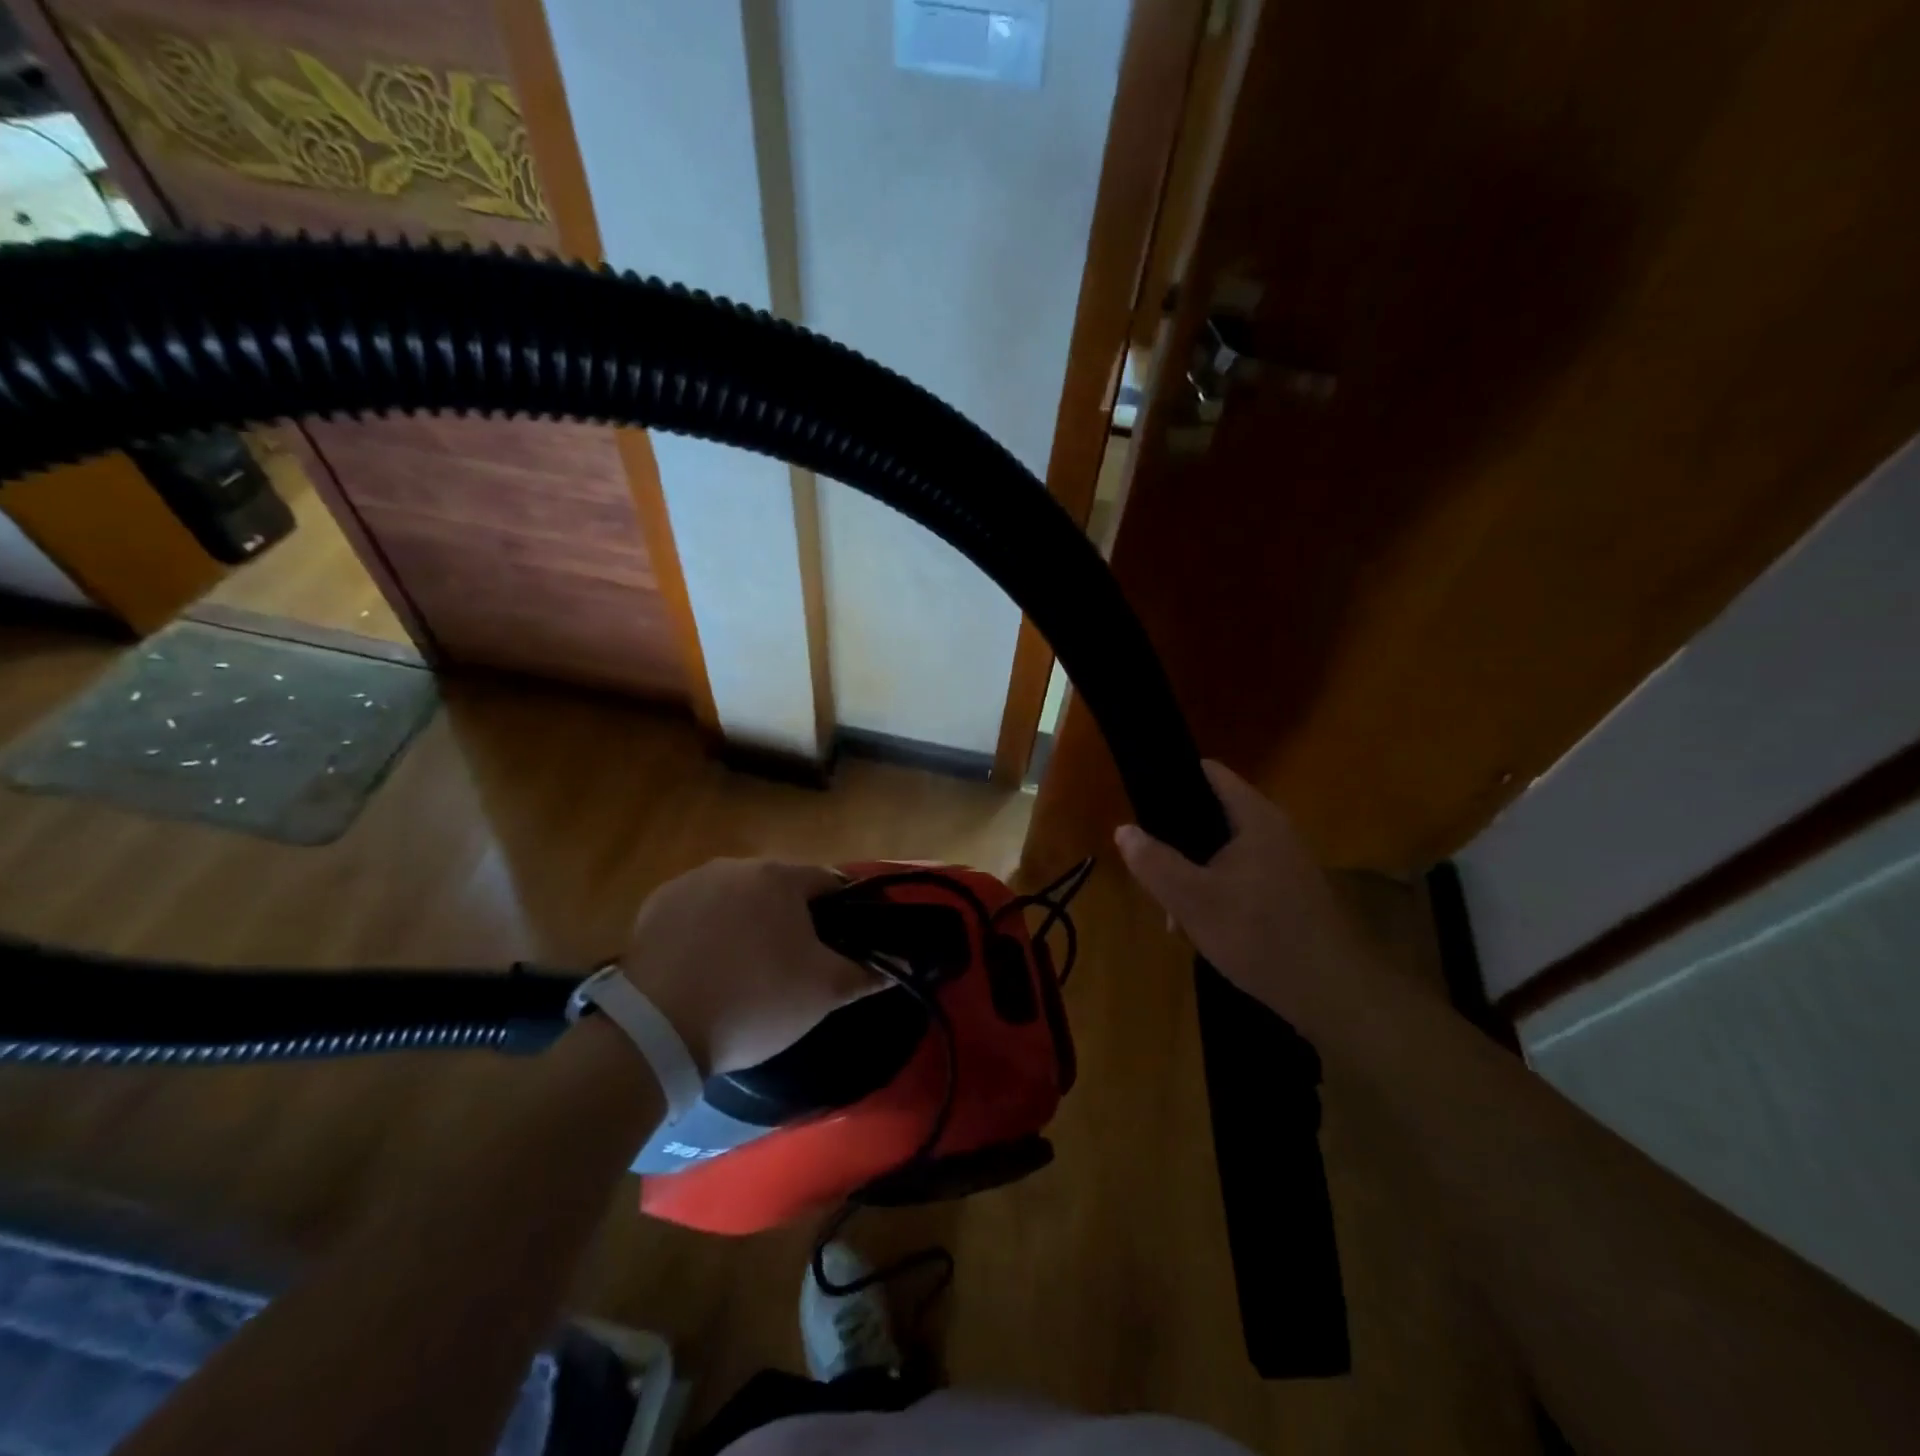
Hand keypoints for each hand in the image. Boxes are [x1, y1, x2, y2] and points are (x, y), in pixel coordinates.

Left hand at [616, 858, 878, 1075]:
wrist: (657, 1031)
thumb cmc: (754, 1001)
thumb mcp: (823, 993)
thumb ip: (868, 973)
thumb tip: (902, 965)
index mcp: (779, 876)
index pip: (829, 882)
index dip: (845, 912)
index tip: (844, 944)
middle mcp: (734, 865)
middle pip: (779, 887)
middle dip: (793, 918)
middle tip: (795, 965)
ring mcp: (689, 882)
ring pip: (737, 897)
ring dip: (749, 922)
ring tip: (747, 970)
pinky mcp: (654, 907)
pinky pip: (697, 912)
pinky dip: (708, 931)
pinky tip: (706, 969)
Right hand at [1114, 761, 1371, 1032]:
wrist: (1333, 995)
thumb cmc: (1259, 936)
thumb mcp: (1192, 900)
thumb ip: (1154, 861)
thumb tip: (1124, 829)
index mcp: (1256, 818)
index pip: (1210, 773)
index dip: (1172, 780)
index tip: (1141, 804)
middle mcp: (1276, 831)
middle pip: (1212, 816)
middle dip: (1177, 842)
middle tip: (1151, 871)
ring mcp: (1287, 863)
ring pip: (1225, 853)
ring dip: (1194, 875)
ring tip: (1174, 914)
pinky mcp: (1292, 893)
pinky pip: (1243, 877)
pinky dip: (1218, 893)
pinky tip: (1205, 929)